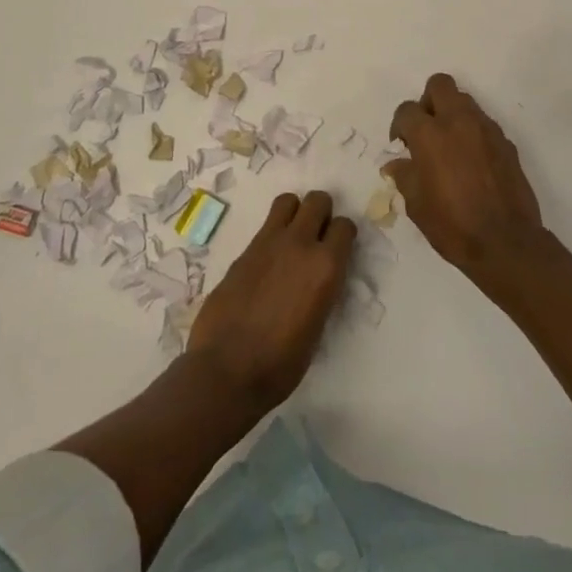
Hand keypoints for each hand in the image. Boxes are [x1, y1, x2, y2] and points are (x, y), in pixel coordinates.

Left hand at [187, 191, 354, 412]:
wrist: (226, 370)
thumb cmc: (281, 364)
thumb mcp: (317, 328)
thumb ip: (321, 291)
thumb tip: (317, 281)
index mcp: (326, 267)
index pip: (345, 226)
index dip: (343, 236)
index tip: (338, 249)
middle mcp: (301, 244)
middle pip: (318, 201)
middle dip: (321, 213)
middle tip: (317, 236)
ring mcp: (269, 242)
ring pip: (288, 201)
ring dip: (294, 213)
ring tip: (291, 237)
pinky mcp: (244, 249)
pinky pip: (265, 225)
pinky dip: (272, 233)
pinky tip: (268, 260)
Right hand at [387, 74, 549, 280]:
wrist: (506, 242)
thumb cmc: (453, 225)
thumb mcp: (416, 205)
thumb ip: (404, 176)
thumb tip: (396, 164)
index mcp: (430, 135)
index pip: (407, 110)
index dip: (399, 125)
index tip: (401, 145)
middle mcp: (458, 122)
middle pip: (440, 85)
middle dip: (428, 101)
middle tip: (426, 130)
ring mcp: (486, 129)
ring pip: (465, 100)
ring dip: (452, 114)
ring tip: (449, 145)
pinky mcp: (506, 142)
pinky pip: (484, 124)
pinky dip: (473, 132)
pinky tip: (471, 161)